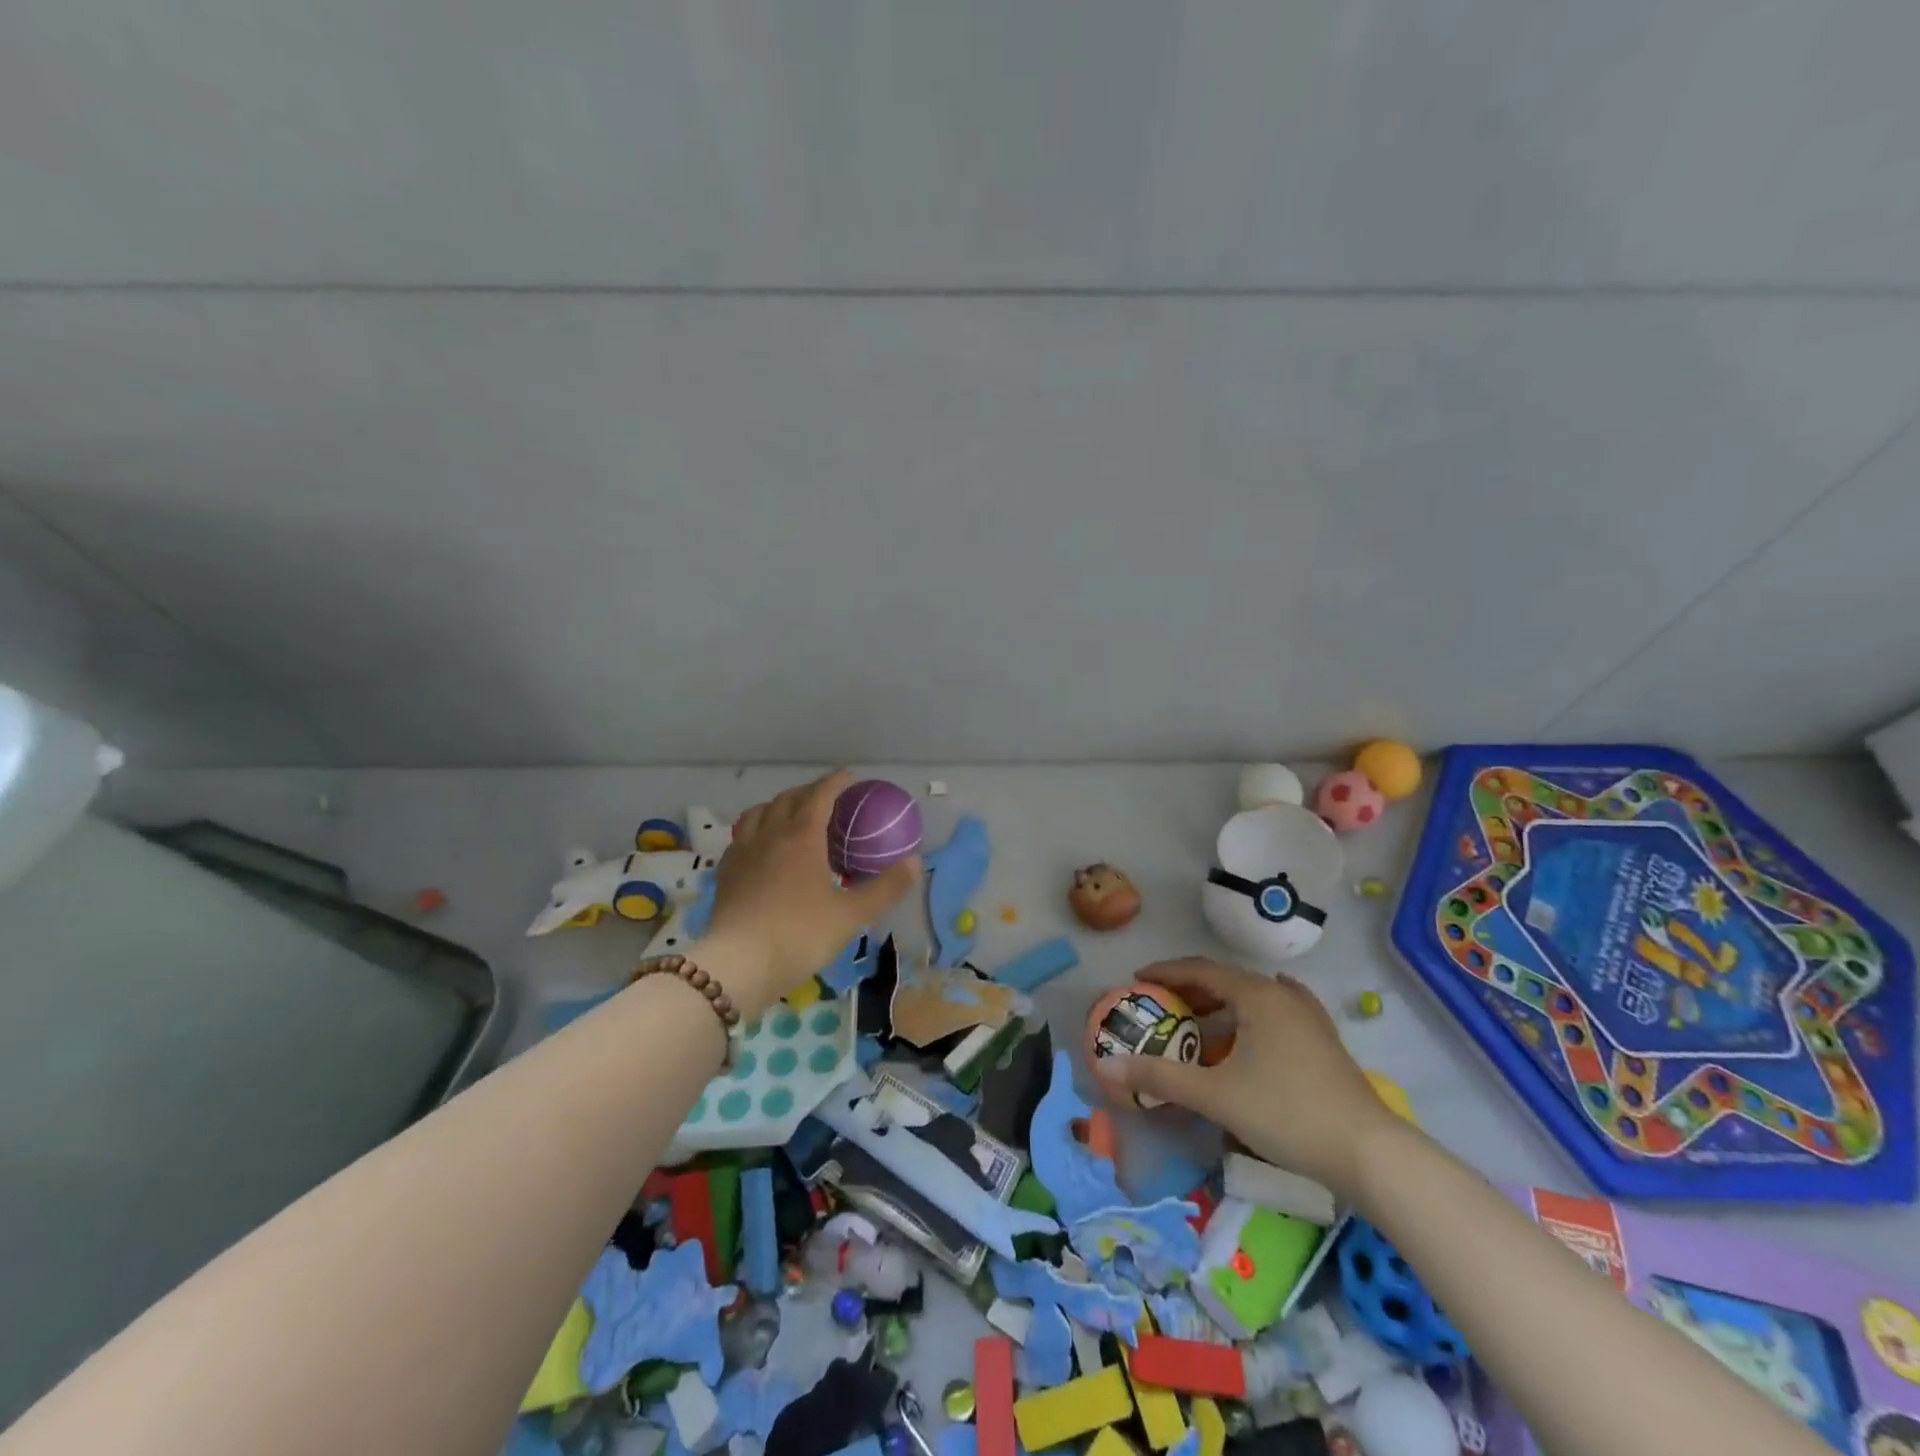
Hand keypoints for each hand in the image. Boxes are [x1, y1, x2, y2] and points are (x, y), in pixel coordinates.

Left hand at [698, 770, 919, 1014]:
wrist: (737, 965)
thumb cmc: (800, 935)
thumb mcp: (851, 915)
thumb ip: (886, 888)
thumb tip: (915, 863)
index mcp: (802, 837)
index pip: (820, 795)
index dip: (837, 782)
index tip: (851, 778)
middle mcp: (770, 834)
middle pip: (789, 798)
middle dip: (810, 792)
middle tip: (828, 801)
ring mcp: (743, 852)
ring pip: (759, 813)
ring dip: (779, 806)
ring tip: (792, 818)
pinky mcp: (725, 873)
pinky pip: (741, 838)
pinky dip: (756, 831)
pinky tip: (762, 849)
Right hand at [1095, 957, 1398, 1197]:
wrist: (1369, 1153)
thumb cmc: (1287, 1113)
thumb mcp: (1216, 1095)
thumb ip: (1161, 1078)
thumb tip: (1108, 1066)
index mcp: (1257, 996)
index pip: (1201, 969)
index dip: (1166, 971)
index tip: (1138, 978)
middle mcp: (1283, 996)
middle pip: (1227, 980)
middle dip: (1191, 990)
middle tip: (1161, 1004)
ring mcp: (1309, 1018)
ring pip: (1254, 998)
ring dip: (1221, 1006)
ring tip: (1197, 1024)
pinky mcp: (1324, 1043)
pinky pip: (1277, 1014)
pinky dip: (1253, 1016)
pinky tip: (1255, 1024)